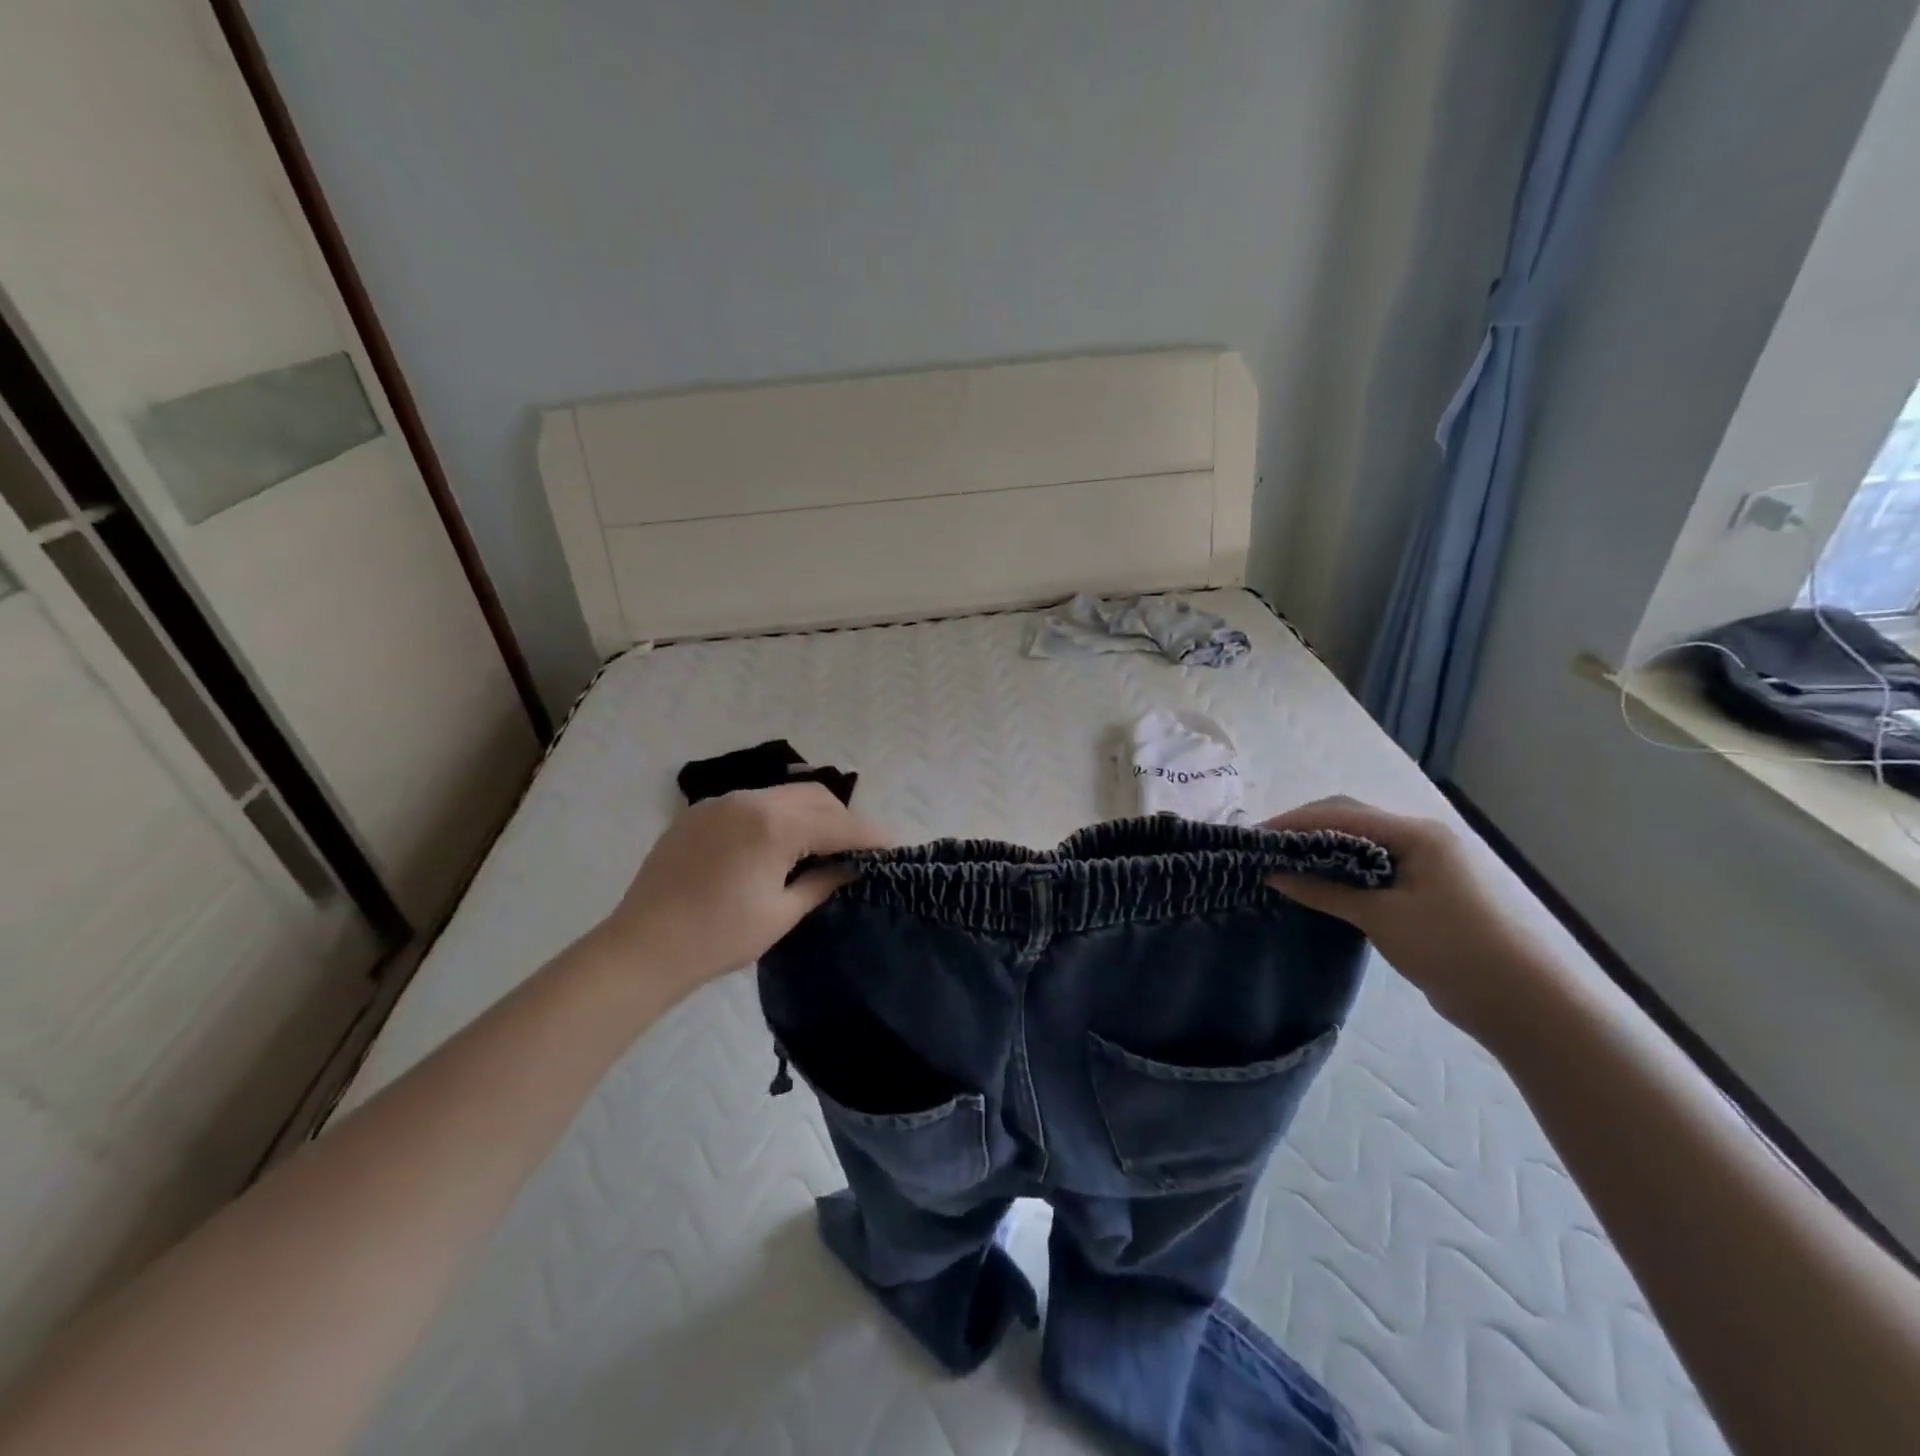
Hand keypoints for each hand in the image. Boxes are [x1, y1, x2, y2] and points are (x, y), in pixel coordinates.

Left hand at [592, 784, 890, 998]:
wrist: (641, 948)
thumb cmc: (719, 937)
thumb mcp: (781, 913)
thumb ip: (823, 881)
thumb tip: (854, 866)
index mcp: (774, 824)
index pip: (838, 823)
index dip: (871, 836)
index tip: (896, 847)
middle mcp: (749, 799)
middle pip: (814, 797)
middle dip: (842, 819)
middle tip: (857, 851)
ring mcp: (721, 802)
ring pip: (784, 795)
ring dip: (811, 814)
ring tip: (821, 847)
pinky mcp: (700, 813)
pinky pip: (754, 803)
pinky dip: (778, 816)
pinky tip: (778, 845)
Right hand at [1262, 796, 1555, 1042]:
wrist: (1526, 1004)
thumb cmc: (1452, 949)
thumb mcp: (1380, 918)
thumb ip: (1325, 891)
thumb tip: (1274, 874)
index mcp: (1417, 833)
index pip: (1341, 812)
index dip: (1294, 821)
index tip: (1255, 837)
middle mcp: (1423, 839)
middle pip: (1352, 820)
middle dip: (1306, 830)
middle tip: (1266, 850)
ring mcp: (1430, 865)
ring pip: (1363, 845)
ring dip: (1324, 851)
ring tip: (1285, 866)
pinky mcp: (1430, 891)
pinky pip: (1377, 869)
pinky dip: (1344, 872)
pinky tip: (1321, 886)